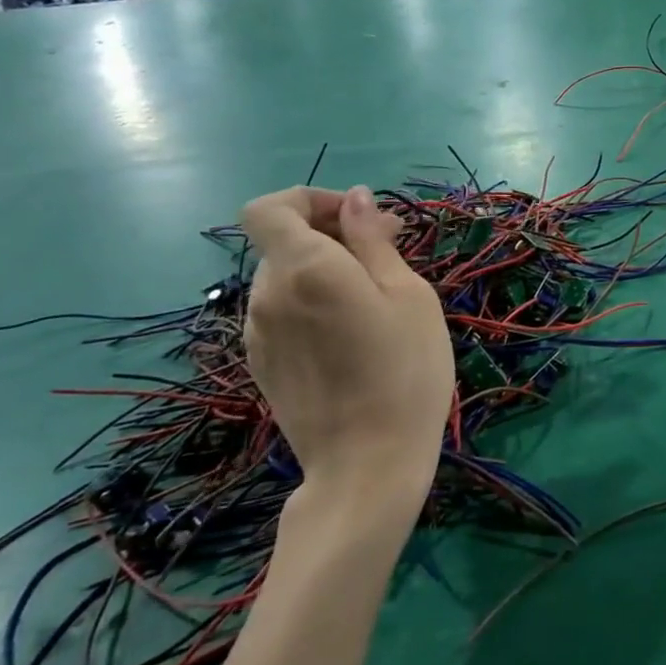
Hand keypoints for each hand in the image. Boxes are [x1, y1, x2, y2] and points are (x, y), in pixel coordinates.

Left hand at [241, 187, 453, 508]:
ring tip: (374, 294)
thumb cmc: (404, 370)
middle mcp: (268, 295)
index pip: (268, 208)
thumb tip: (354, 199)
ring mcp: (258, 333)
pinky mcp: (261, 364)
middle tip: (389, 250)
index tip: (357, 217)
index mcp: (305, 269)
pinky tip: (350, 332)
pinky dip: (311, 300)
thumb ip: (372, 241)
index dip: (308, 199)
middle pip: (283, 241)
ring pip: (284, 276)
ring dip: (323, 267)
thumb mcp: (407, 295)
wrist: (367, 465)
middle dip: (332, 232)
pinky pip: (282, 310)